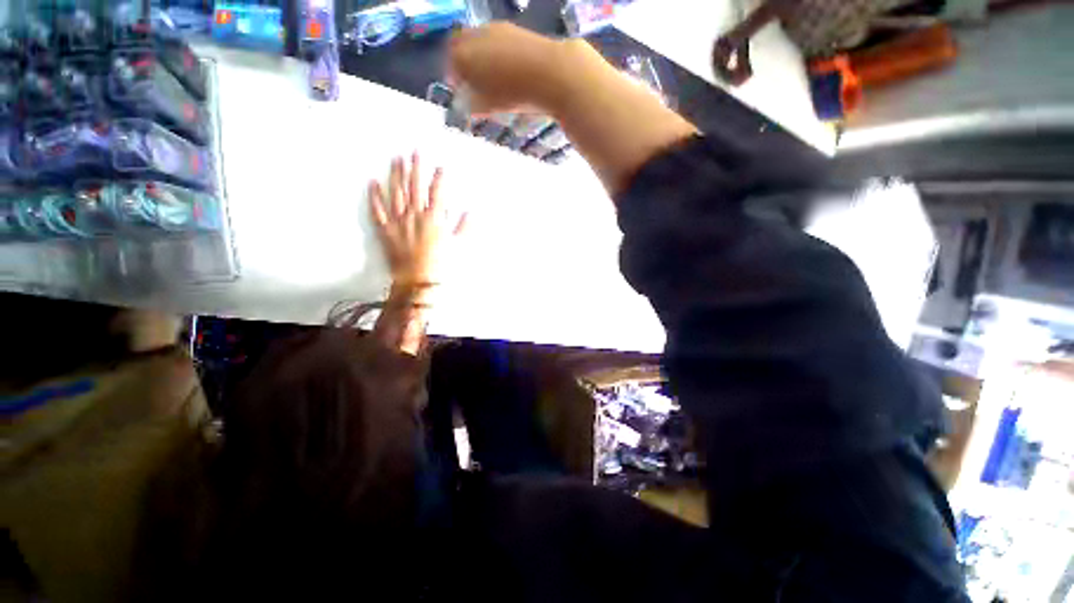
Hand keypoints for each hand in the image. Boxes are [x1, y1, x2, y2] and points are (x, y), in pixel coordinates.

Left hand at [369, 153, 466, 290]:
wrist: (417, 280)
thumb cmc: (441, 264)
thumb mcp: (458, 246)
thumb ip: (464, 227)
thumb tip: (471, 212)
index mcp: (434, 218)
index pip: (437, 193)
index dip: (439, 178)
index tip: (440, 167)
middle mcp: (415, 214)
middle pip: (415, 187)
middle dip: (416, 168)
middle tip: (414, 151)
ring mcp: (398, 220)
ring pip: (396, 193)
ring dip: (396, 174)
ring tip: (396, 159)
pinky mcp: (385, 229)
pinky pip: (378, 210)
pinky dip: (375, 196)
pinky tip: (373, 182)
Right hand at [448, 22, 569, 114]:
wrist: (551, 73)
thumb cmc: (515, 94)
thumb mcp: (490, 106)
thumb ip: (474, 104)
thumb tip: (469, 105)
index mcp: (463, 55)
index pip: (450, 62)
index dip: (454, 77)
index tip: (460, 90)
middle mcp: (475, 35)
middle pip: (461, 45)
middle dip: (463, 62)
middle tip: (472, 81)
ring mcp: (496, 29)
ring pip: (479, 40)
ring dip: (480, 55)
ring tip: (491, 77)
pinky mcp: (514, 29)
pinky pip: (497, 39)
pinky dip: (496, 52)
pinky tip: (507, 68)